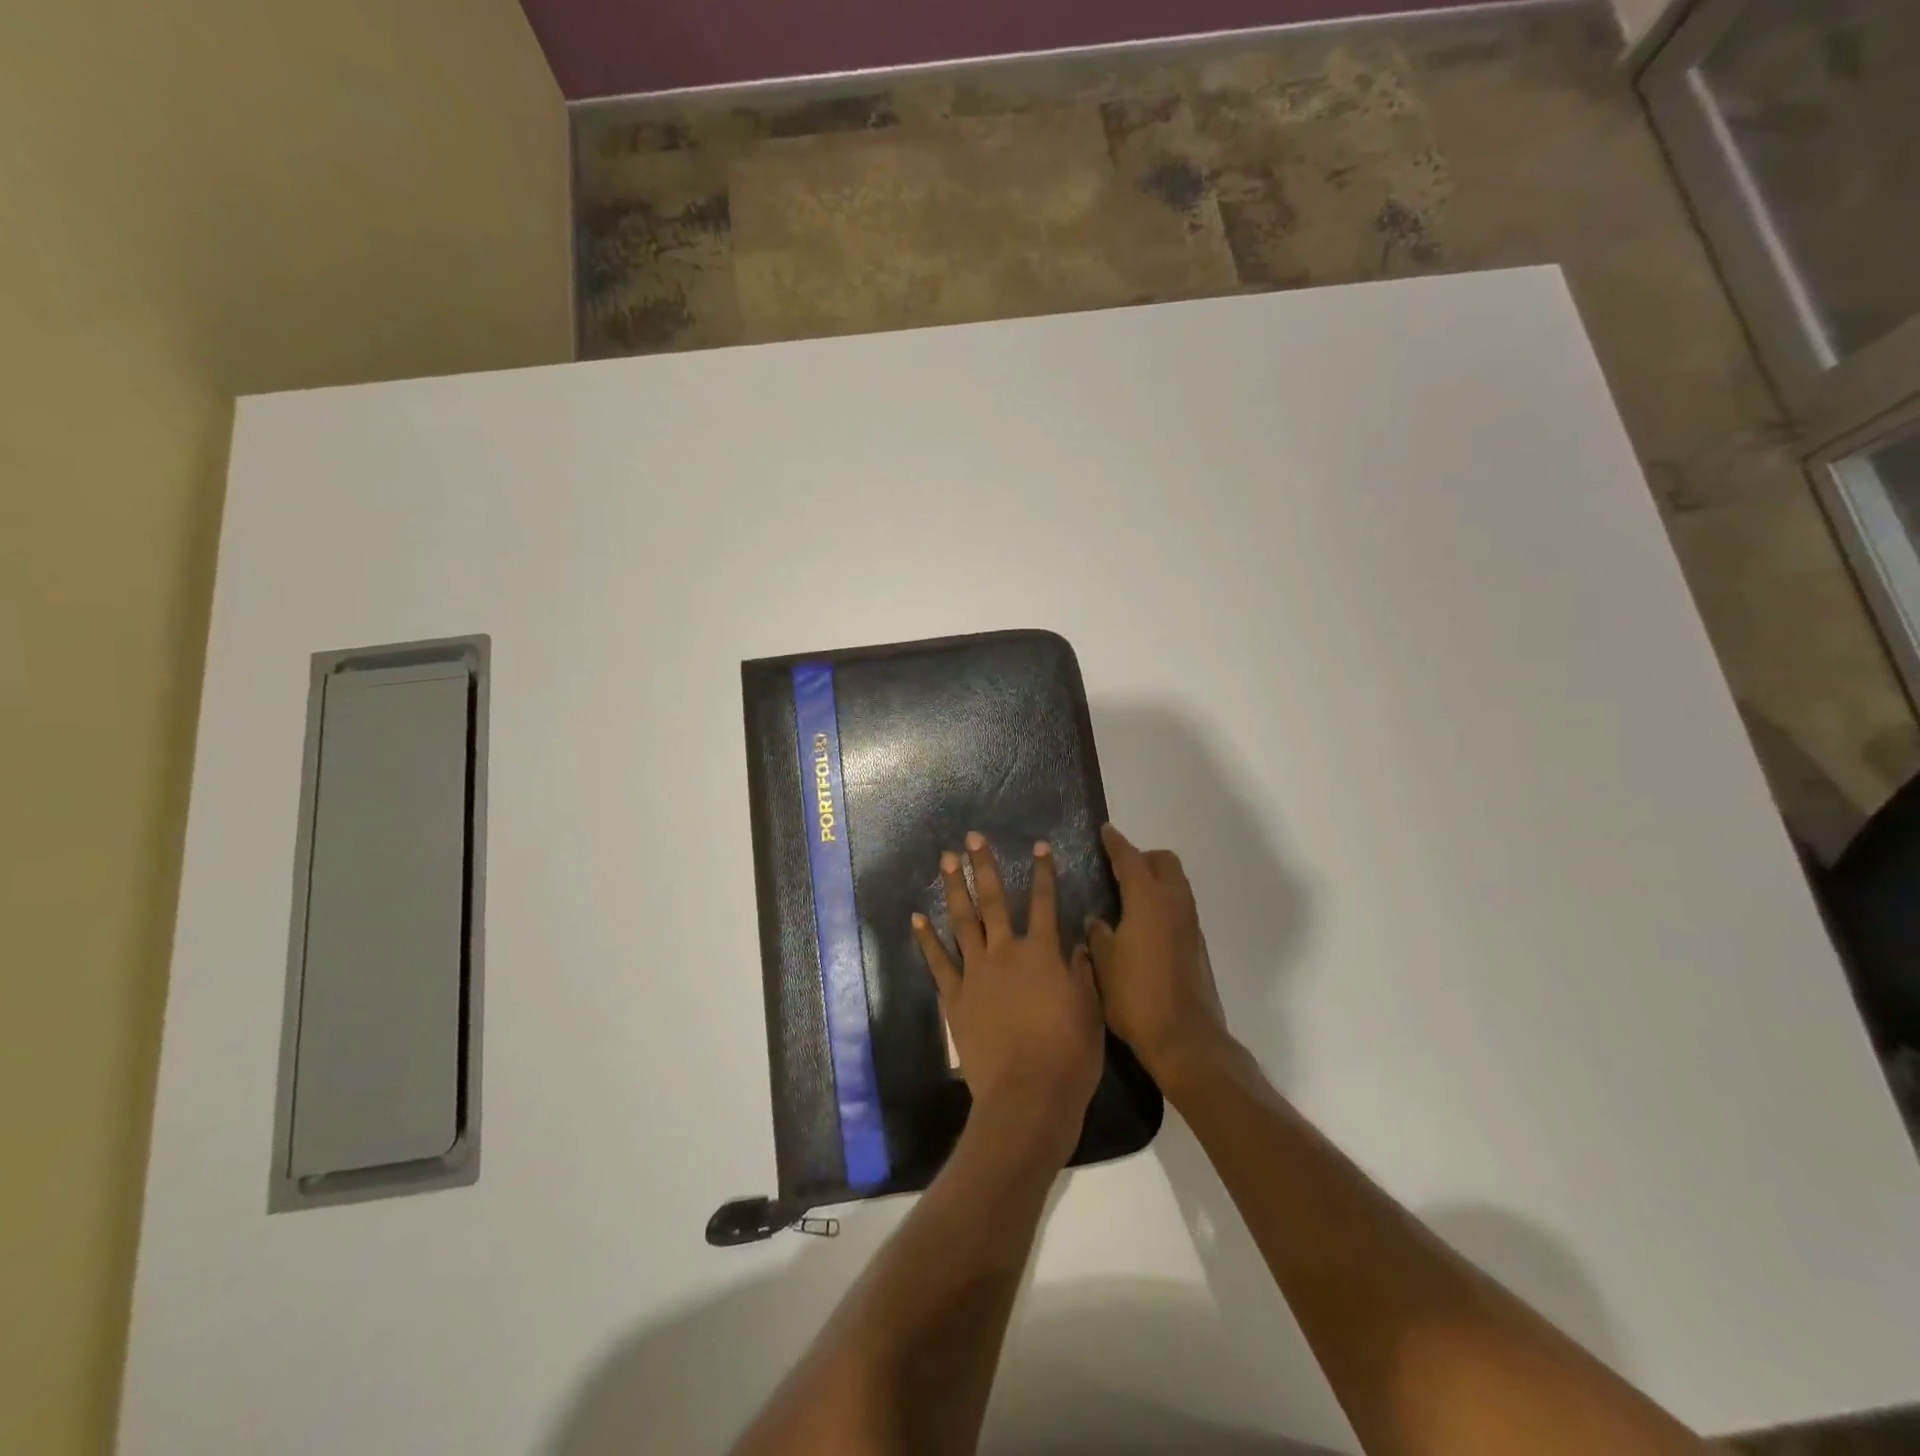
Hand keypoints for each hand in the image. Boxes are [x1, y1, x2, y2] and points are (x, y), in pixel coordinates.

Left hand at [913, 833, 1104, 1162]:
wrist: (1027, 1097)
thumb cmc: (1068, 1057)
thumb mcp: (1090, 1012)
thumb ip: (1083, 974)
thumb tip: (1079, 945)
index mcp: (1043, 954)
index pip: (1044, 903)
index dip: (1043, 872)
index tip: (1038, 845)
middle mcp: (1006, 953)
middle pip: (994, 901)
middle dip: (984, 867)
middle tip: (973, 838)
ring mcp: (976, 973)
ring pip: (963, 921)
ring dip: (954, 889)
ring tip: (946, 861)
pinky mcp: (955, 997)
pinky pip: (938, 962)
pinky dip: (927, 938)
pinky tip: (917, 917)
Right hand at [1087, 824, 1234, 1083]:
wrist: (1184, 1038)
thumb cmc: (1136, 996)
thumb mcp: (1104, 963)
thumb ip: (1099, 934)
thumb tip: (1098, 920)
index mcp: (1148, 900)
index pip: (1130, 859)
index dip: (1115, 843)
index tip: (1105, 831)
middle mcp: (1173, 904)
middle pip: (1163, 862)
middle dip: (1142, 858)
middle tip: (1117, 870)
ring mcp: (1189, 923)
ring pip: (1175, 883)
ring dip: (1154, 880)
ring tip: (1127, 897)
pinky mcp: (1196, 943)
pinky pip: (1179, 906)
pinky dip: (1162, 902)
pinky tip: (1142, 925)